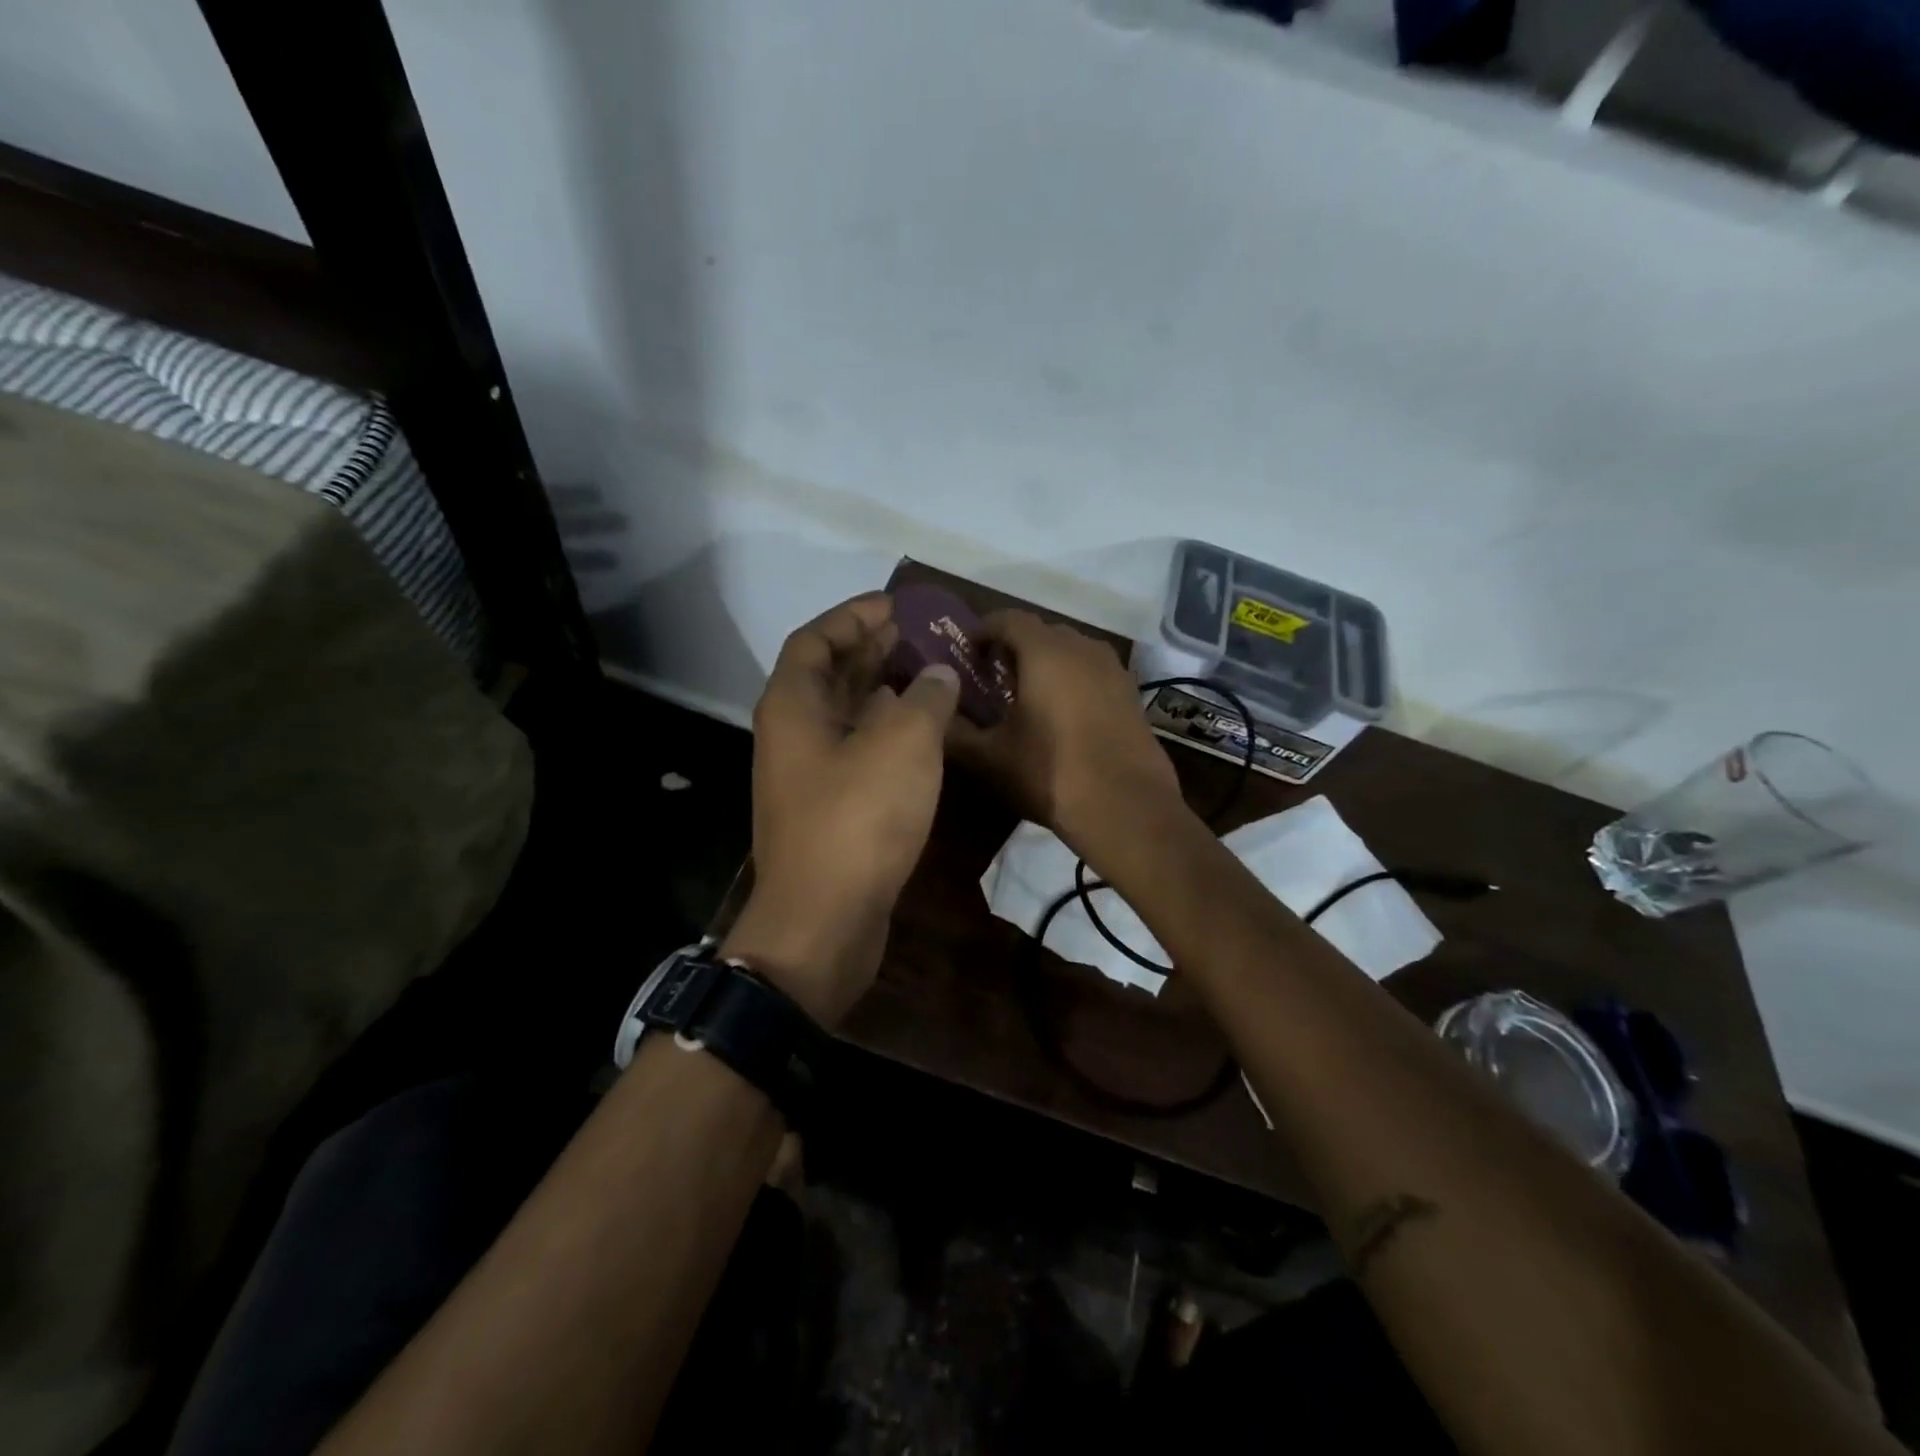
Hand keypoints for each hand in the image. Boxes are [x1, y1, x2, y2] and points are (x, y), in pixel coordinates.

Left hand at [723, 594, 960, 1026]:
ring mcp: (809, 775)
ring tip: (930, 674)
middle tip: (922, 635)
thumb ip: (924, 698)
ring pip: (846, 715)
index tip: (896, 605)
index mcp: (793, 707)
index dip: (853, 616)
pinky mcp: (830, 809)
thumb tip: (937, 674)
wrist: (824, 922)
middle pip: (829, 676)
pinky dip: (888, 732)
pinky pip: (858, 751)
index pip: (815, 640)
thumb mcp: (902, 745)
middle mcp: (793, 735)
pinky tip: (924, 733)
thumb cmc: (858, 821)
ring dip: (883, 691)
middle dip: (873, 650)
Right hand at [949, 610, 1183, 856]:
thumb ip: (954, 733)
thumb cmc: (1050, 774)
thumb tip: (934, 718)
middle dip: (1015, 646)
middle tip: (994, 676)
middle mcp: (1082, 648)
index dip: (984, 630)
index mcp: (1045, 652)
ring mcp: (1113, 670)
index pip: (1008, 619)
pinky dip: (1073, 680)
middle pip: (1042, 632)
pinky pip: (1093, 672)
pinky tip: (1063, 715)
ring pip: (1072, 651)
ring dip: (1047, 663)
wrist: (1126, 807)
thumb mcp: (990, 758)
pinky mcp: (1131, 694)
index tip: (968, 652)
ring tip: (1028, 694)